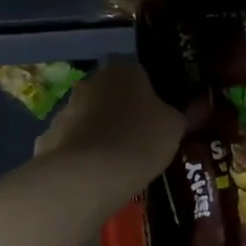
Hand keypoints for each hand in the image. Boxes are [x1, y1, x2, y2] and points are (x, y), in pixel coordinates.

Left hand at [34, 59, 185, 184]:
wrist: (88, 176)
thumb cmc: (140, 139)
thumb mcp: (175, 126)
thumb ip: (183, 114)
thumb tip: (197, 106)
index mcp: (123, 69)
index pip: (139, 72)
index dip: (150, 93)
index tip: (158, 115)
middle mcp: (90, 81)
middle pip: (111, 93)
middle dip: (122, 111)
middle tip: (141, 137)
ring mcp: (64, 110)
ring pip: (89, 118)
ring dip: (100, 132)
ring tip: (118, 162)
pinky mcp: (47, 138)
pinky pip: (72, 144)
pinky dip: (82, 155)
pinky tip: (95, 176)